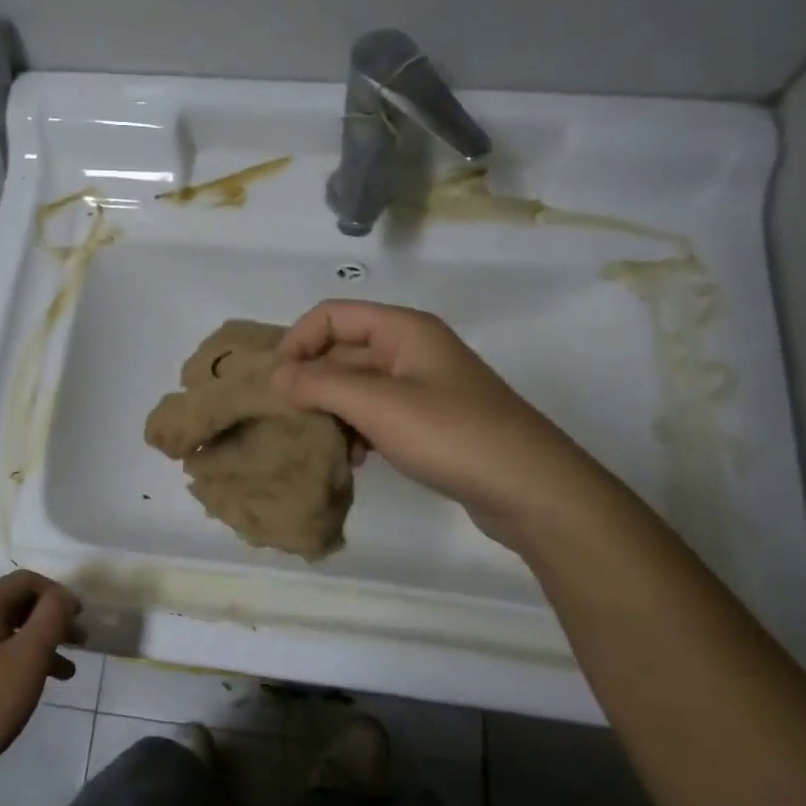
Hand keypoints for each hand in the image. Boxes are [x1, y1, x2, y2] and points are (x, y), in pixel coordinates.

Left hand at [0, 571, 79, 789]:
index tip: (81, 618)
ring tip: (66, 672)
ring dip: (38, 643)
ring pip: (5, 630)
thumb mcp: (29, 657)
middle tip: (79, 642)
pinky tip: (31, 685)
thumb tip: (62, 596)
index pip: (26, 580)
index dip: (58, 593)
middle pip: (15, 603)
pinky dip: (17, 659)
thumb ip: (51, 617)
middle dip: (51, 618)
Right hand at [272, 300, 602, 543]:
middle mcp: (411, 350)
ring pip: (356, 388)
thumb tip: (275, 375)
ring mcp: (422, 387)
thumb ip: (321, 384)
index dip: (297, 342)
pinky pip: (377, 415)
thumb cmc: (452, 435)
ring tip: (323, 446)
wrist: (531, 489)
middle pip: (342, 352)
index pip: (331, 316)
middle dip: (311, 383)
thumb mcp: (378, 405)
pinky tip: (355, 462)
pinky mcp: (429, 422)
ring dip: (332, 412)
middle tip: (286, 421)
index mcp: (403, 330)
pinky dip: (357, 432)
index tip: (274, 384)